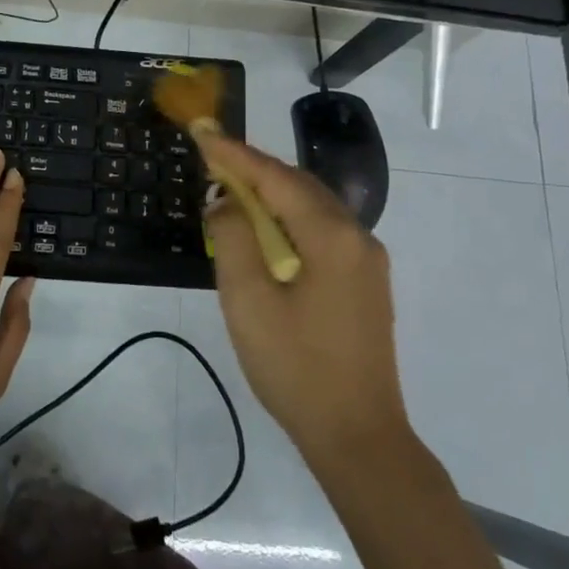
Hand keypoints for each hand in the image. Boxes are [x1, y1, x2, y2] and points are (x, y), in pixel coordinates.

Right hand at [198, 131, 408, 466]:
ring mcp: (366, 261)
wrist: (357, 435)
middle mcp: (358, 238)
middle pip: (299, 185)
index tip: (202, 132)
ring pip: (312, 207)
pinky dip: (288, 220)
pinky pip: (321, 231)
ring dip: (271, 194)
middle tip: (211, 161)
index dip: (235, 154)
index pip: (276, 178)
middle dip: (254, 169)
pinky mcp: (364, 283)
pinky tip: (264, 232)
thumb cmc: (295, 367)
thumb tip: (226, 201)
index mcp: (332, 237)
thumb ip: (233, 238)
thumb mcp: (248, 300)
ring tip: (231, 191)